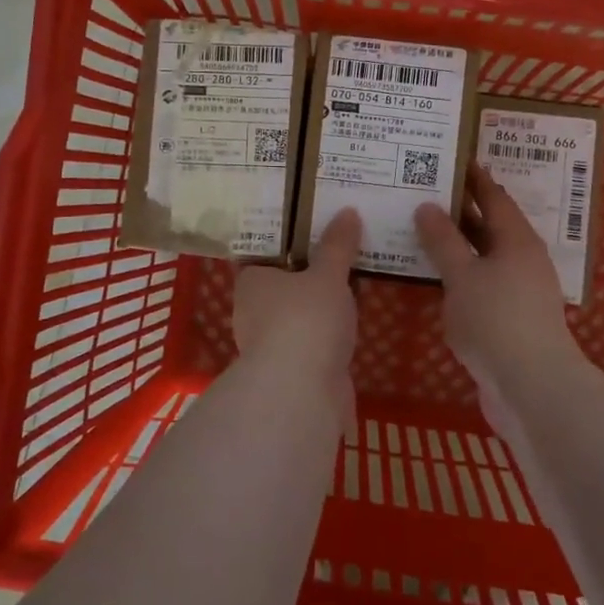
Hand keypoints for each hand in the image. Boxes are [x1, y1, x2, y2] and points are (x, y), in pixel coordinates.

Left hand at [232, 209, 361, 399]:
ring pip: (298, 316)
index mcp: (251, 282)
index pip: (262, 255)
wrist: (302, 392)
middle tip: (340, 251)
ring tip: (352, 284)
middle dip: (307, 275)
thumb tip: (347, 212)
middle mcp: (253, 312)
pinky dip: (328, 334)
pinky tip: (352, 324)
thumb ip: (338, 246)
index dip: (286, 243)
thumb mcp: (328, 275)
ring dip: (319, 308)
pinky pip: (313, 341)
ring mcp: (271, 345)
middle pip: (282, 286)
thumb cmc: (305, 320)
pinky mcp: (292, 371)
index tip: (312, 229)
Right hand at [416, 167, 582, 407]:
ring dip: (458, 245)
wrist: (531, 387)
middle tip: (425, 193)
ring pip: (485, 257)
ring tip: (423, 231)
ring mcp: (521, 291)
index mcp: (517, 240)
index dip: (473, 178)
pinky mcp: (513, 319)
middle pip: (490, 226)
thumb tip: (428, 206)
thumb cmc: (496, 320)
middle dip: (461, 210)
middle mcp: (523, 259)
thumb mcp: (462, 275)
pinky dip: (461, 274)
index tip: (452, 159)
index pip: (494, 196)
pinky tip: (438, 279)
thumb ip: (443, 240)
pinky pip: (483, 284)